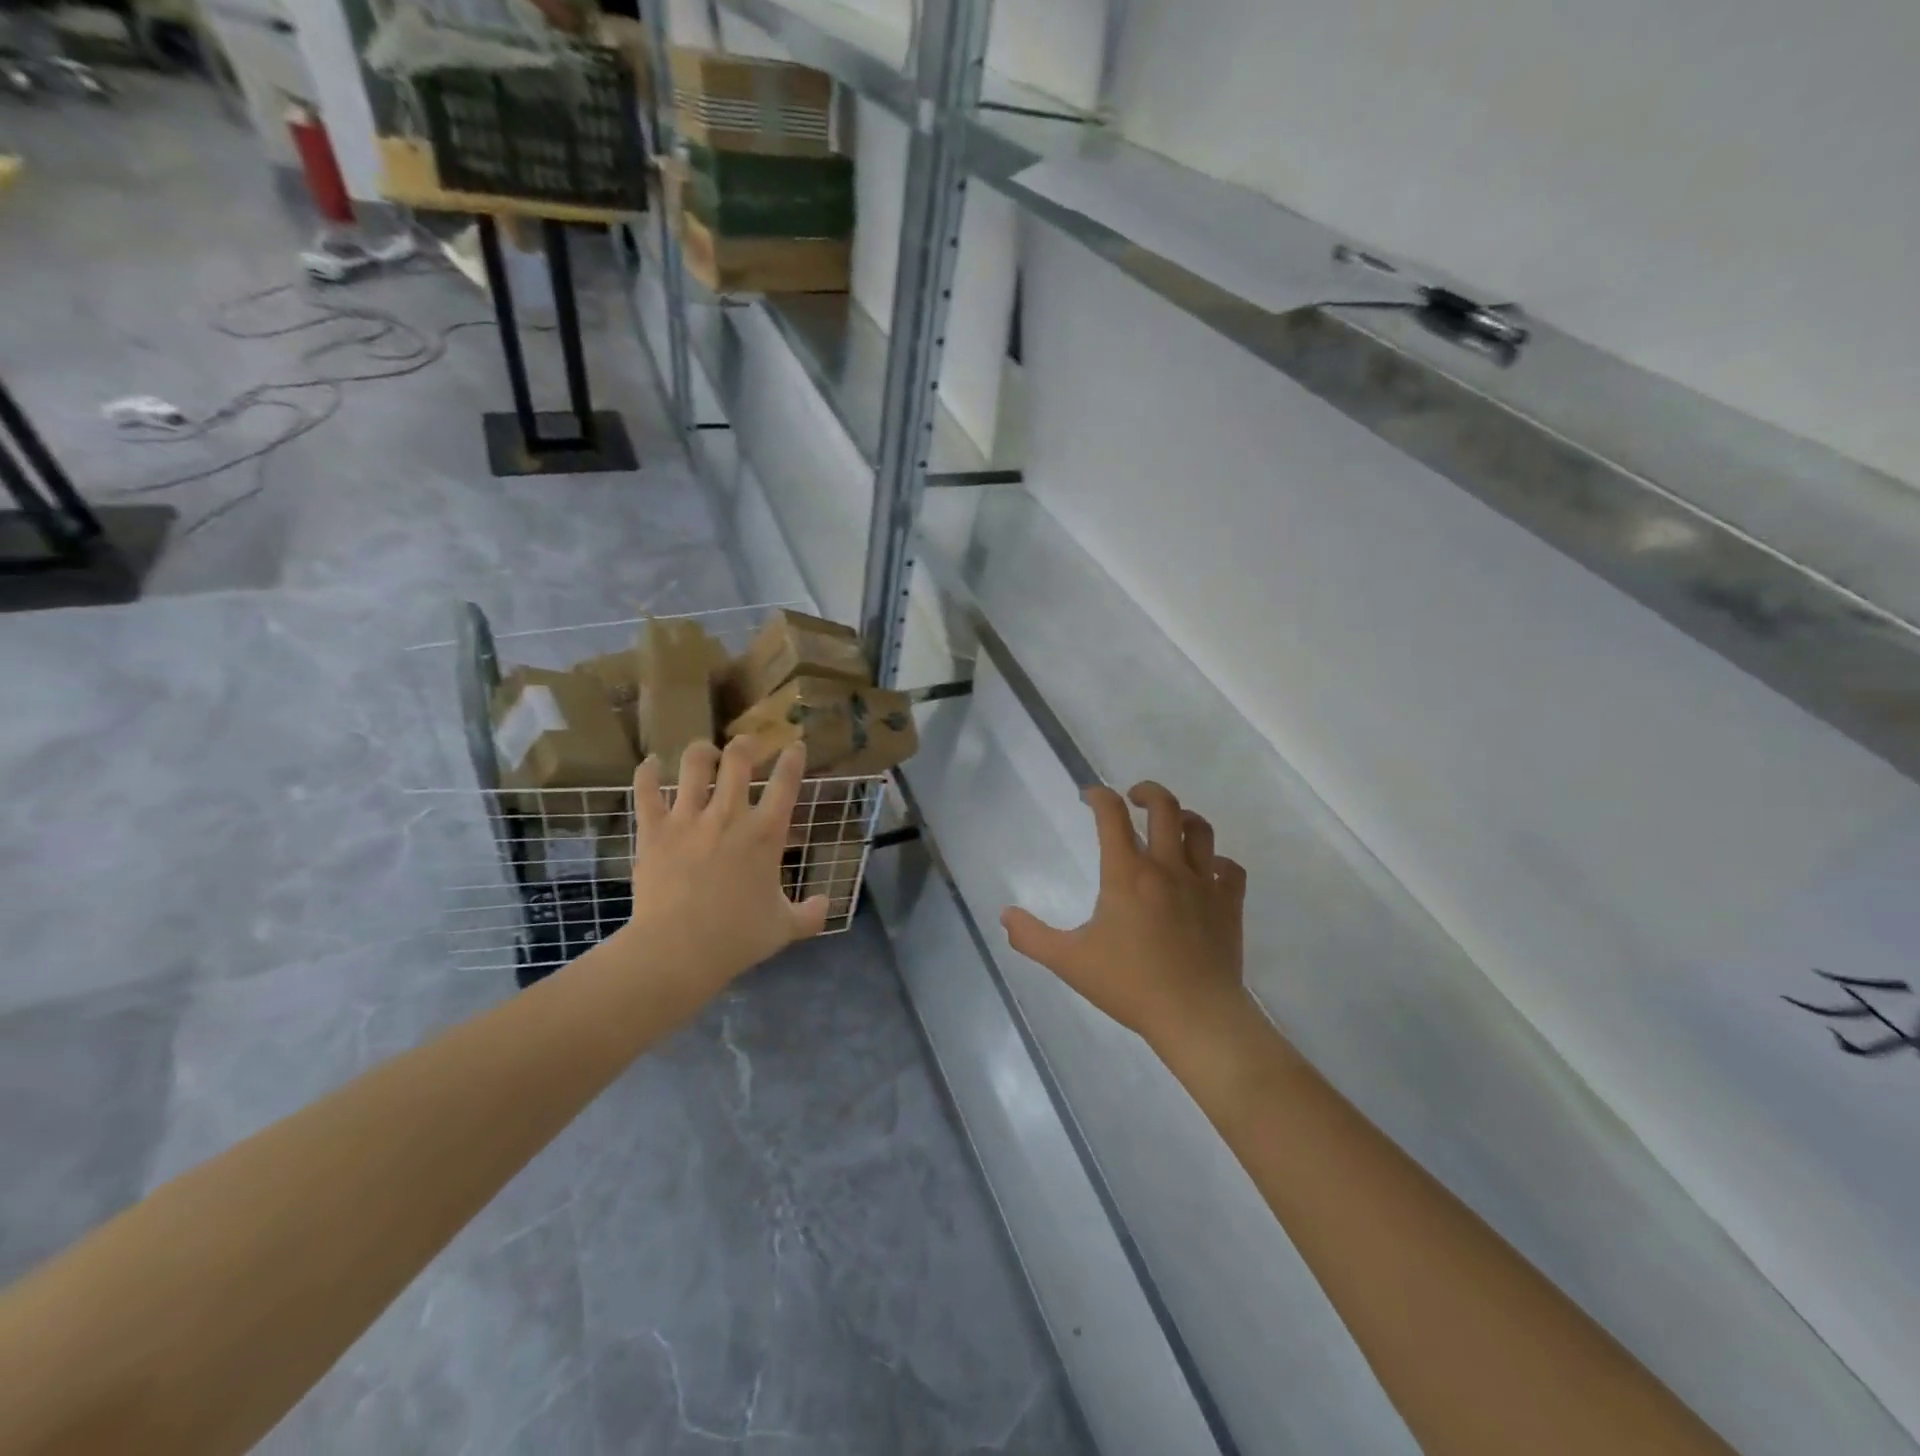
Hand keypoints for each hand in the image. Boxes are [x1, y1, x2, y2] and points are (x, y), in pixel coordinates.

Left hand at [618, 739, 828, 1004]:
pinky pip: (647, 791)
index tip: (795, 745)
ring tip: (704, 751)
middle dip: (745, 744)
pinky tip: (650, 763)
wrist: (679, 950)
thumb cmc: (737, 937)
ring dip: (701, 751)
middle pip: (738, 759)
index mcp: (766, 833)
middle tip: (746, 744)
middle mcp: (729, 814)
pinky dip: (647, 773)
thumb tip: (826, 905)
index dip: (793, 759)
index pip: (785, 783)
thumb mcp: (784, 928)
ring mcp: (688, 818)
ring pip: (694, 765)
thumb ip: (810, 914)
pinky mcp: (654, 830)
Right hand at [1002, 782, 1247, 1053]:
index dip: (1099, 796)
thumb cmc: (1129, 984)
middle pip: (1165, 807)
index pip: (1112, 815)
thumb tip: (1005, 916)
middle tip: (1133, 798)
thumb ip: (1032, 937)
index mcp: (1127, 873)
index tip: (1090, 795)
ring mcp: (1204, 884)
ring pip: (1201, 830)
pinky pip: (1231, 869)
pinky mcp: (1229, 905)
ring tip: (1172, 824)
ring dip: (1184, 818)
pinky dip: (1219, 862)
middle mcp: (1167, 867)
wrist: (1196, 1015)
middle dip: (1147, 792)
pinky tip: (1208, 872)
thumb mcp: (1069, 962)